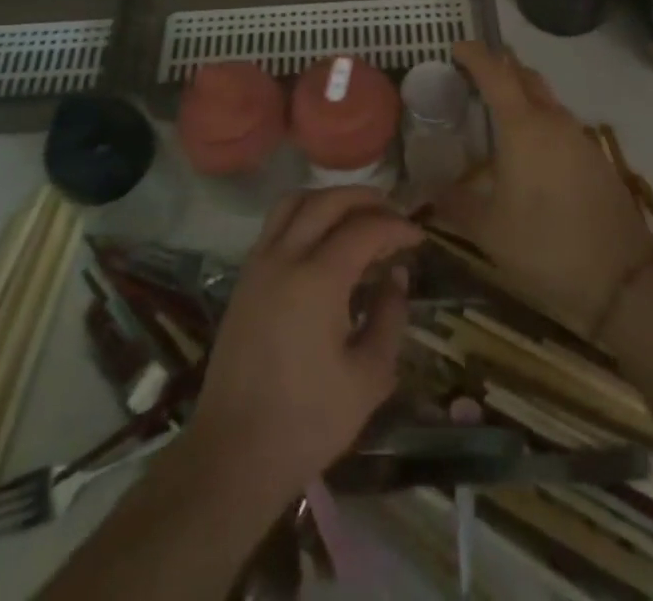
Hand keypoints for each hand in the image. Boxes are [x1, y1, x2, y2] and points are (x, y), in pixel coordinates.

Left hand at [187, 186, 422, 499]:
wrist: (233, 454)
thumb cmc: (307, 422)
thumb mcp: (368, 378)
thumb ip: (389, 317)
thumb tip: (396, 276)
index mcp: (318, 279)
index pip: (365, 229)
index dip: (397, 227)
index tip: (419, 238)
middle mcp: (285, 257)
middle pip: (328, 201)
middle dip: (366, 200)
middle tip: (394, 216)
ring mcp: (259, 263)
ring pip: (296, 202)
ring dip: (331, 199)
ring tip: (358, 217)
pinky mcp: (244, 277)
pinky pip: (276, 222)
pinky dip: (305, 214)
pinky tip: (324, 239)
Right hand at [438, 42, 652, 336]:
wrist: (623, 278)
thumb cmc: (546, 246)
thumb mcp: (488, 231)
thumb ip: (454, 205)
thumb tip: (425, 193)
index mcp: (523, 127)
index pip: (496, 73)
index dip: (475, 55)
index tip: (455, 47)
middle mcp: (553, 121)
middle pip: (525, 76)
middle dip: (499, 66)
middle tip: (471, 74)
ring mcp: (578, 137)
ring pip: (545, 98)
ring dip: (520, 93)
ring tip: (493, 110)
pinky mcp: (593, 157)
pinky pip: (559, 122)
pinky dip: (537, 118)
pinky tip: (525, 147)